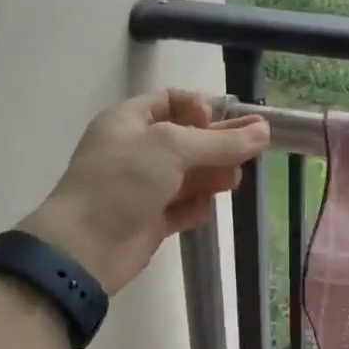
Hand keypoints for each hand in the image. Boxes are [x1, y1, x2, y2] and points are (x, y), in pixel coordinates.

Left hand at [19, 90, 267, 292]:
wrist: (84, 248)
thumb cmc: (123, 181)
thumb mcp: (173, 148)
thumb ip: (221, 141)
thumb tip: (264, 130)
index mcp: (129, 120)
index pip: (172, 100)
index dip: (200, 107)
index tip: (219, 122)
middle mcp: (135, 150)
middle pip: (188, 139)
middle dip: (218, 145)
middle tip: (250, 153)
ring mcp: (142, 187)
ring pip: (189, 175)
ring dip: (213, 175)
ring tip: (233, 182)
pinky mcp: (150, 220)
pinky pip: (183, 207)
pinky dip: (198, 206)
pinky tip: (207, 209)